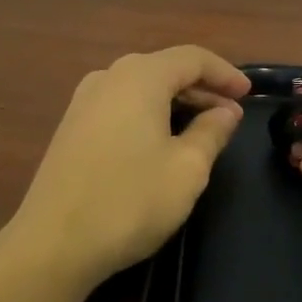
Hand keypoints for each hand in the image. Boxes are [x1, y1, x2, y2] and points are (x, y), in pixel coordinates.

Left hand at [10, 46, 251, 284]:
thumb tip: (226, 111)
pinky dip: (148, 113)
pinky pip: (120, 104)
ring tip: (202, 128)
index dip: (225, 73)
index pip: (192, 57)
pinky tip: (161, 140)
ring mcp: (84, 100)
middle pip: (164, 68)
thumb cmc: (129, 201)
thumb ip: (211, 132)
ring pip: (141, 87)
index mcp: (140, 77)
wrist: (53, 243)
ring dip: (175, 101)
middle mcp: (109, 77)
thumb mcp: (186, 169)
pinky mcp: (71, 126)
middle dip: (202, 88)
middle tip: (230, 115)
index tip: (248, 94)